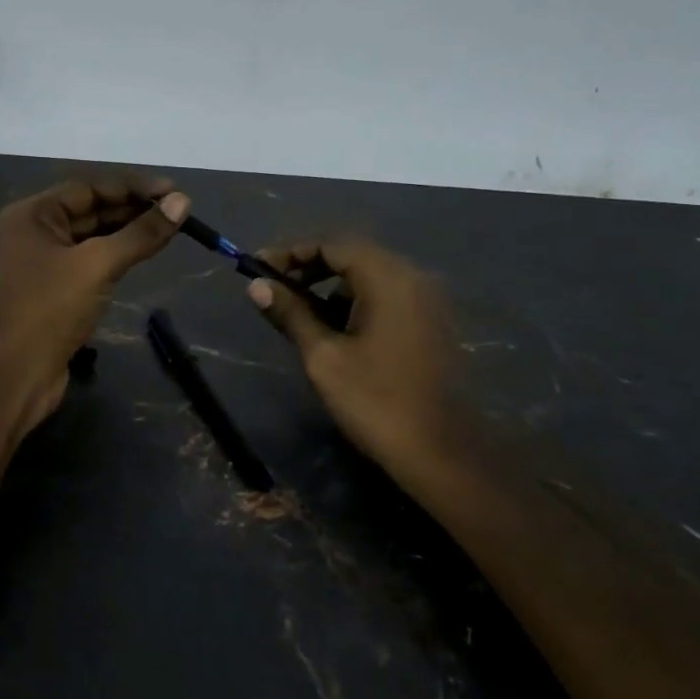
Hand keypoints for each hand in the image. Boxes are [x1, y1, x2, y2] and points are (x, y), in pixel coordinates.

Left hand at [0, 175, 189, 430]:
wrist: (18, 375)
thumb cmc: (51, 310)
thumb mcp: (98, 265)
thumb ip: (140, 233)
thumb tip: (182, 202)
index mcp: (33, 214)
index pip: (89, 187)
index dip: (133, 187)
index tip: (173, 192)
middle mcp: (36, 231)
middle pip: (92, 209)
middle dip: (134, 208)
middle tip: (178, 211)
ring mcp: (45, 261)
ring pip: (94, 235)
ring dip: (129, 231)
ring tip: (170, 229)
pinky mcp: (57, 288)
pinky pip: (92, 259)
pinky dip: (118, 254)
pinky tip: (145, 253)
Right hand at [247, 239, 460, 484]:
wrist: (443, 453)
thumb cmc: (376, 401)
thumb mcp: (323, 356)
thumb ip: (290, 313)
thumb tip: (256, 286)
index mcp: (388, 278)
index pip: (332, 245)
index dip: (291, 252)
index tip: (257, 268)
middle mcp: (413, 278)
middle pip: (352, 255)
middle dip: (309, 268)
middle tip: (274, 288)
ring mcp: (426, 300)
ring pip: (370, 276)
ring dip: (332, 287)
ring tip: (299, 314)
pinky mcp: (430, 323)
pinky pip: (386, 296)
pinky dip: (356, 302)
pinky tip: (335, 331)